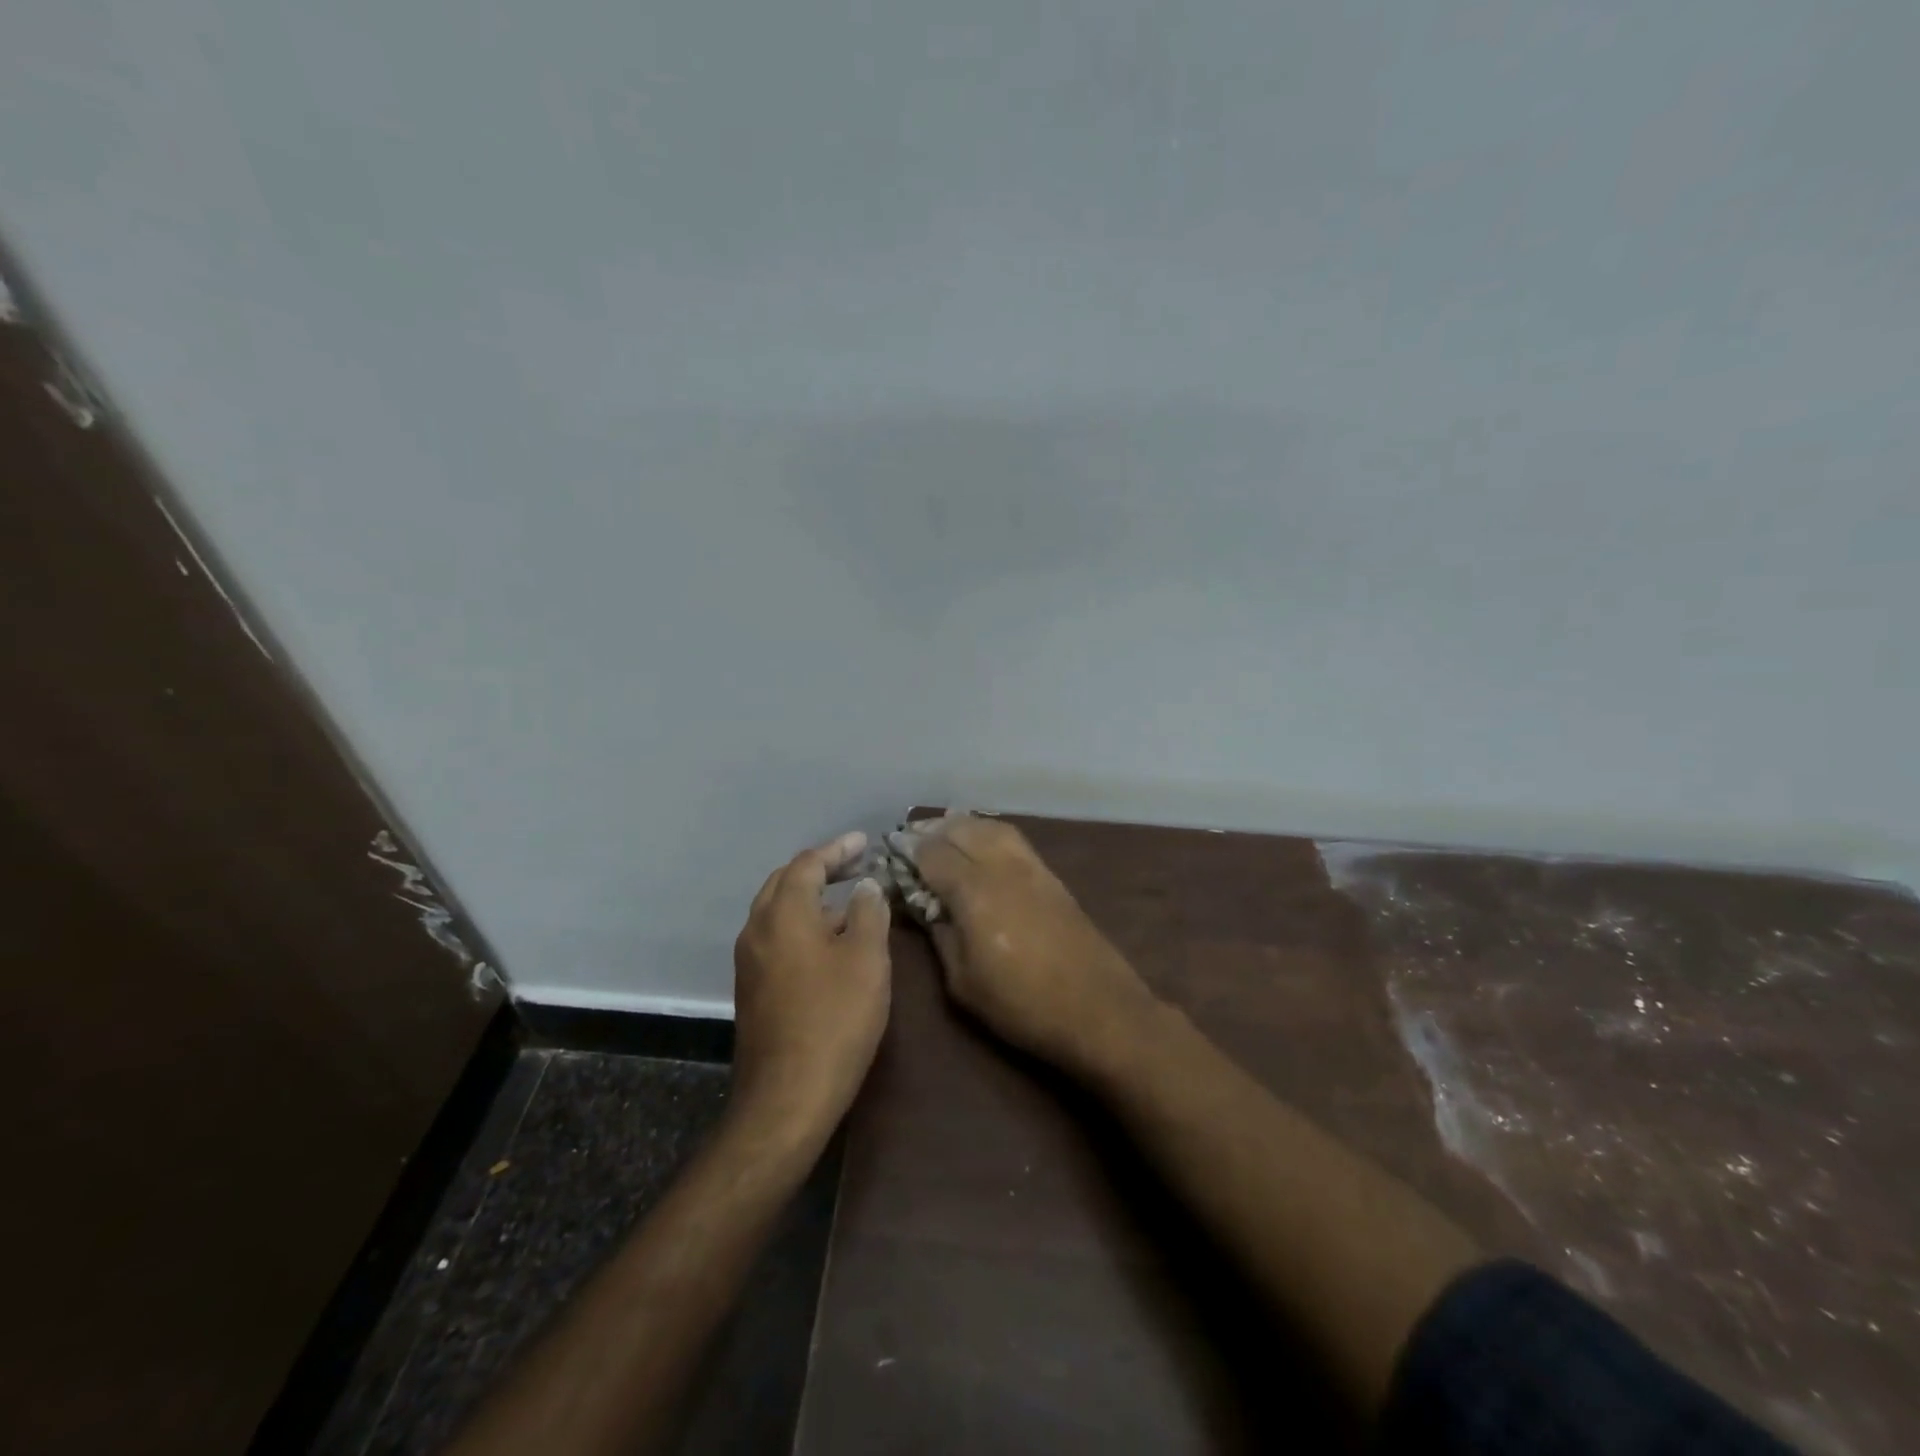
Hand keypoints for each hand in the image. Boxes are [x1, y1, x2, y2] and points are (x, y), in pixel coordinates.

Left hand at [731, 831, 891, 1140]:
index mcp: (783, 914)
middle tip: (855, 864)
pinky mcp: (752, 988)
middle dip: (820, 868)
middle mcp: (757, 929)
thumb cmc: (834, 1020)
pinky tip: (828, 942)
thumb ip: (868, 913)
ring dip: (811, 898)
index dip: (837, 849)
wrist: (787, 1096)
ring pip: (778, 911)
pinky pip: (776, 937)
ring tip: (848, 901)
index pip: (808, 864)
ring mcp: (750, 961)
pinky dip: (802, 924)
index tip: (864, 841)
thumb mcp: (867, 960)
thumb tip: (865, 886)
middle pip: (785, 882)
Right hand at [910, 815, 1161, 1080]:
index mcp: (973, 891)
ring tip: (942, 838)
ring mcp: (1030, 866)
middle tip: (911, 844)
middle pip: (959, 828)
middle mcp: (1001, 866)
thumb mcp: (963, 982)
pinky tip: (980, 847)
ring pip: (988, 826)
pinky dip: (987, 832)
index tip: (889, 857)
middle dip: (930, 832)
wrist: (1097, 1008)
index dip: (906, 852)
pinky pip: (1011, 838)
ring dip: (961, 826)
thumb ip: (940, 934)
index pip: (931, 853)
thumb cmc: (1021, 1005)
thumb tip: (924, 904)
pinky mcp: (1050, 874)